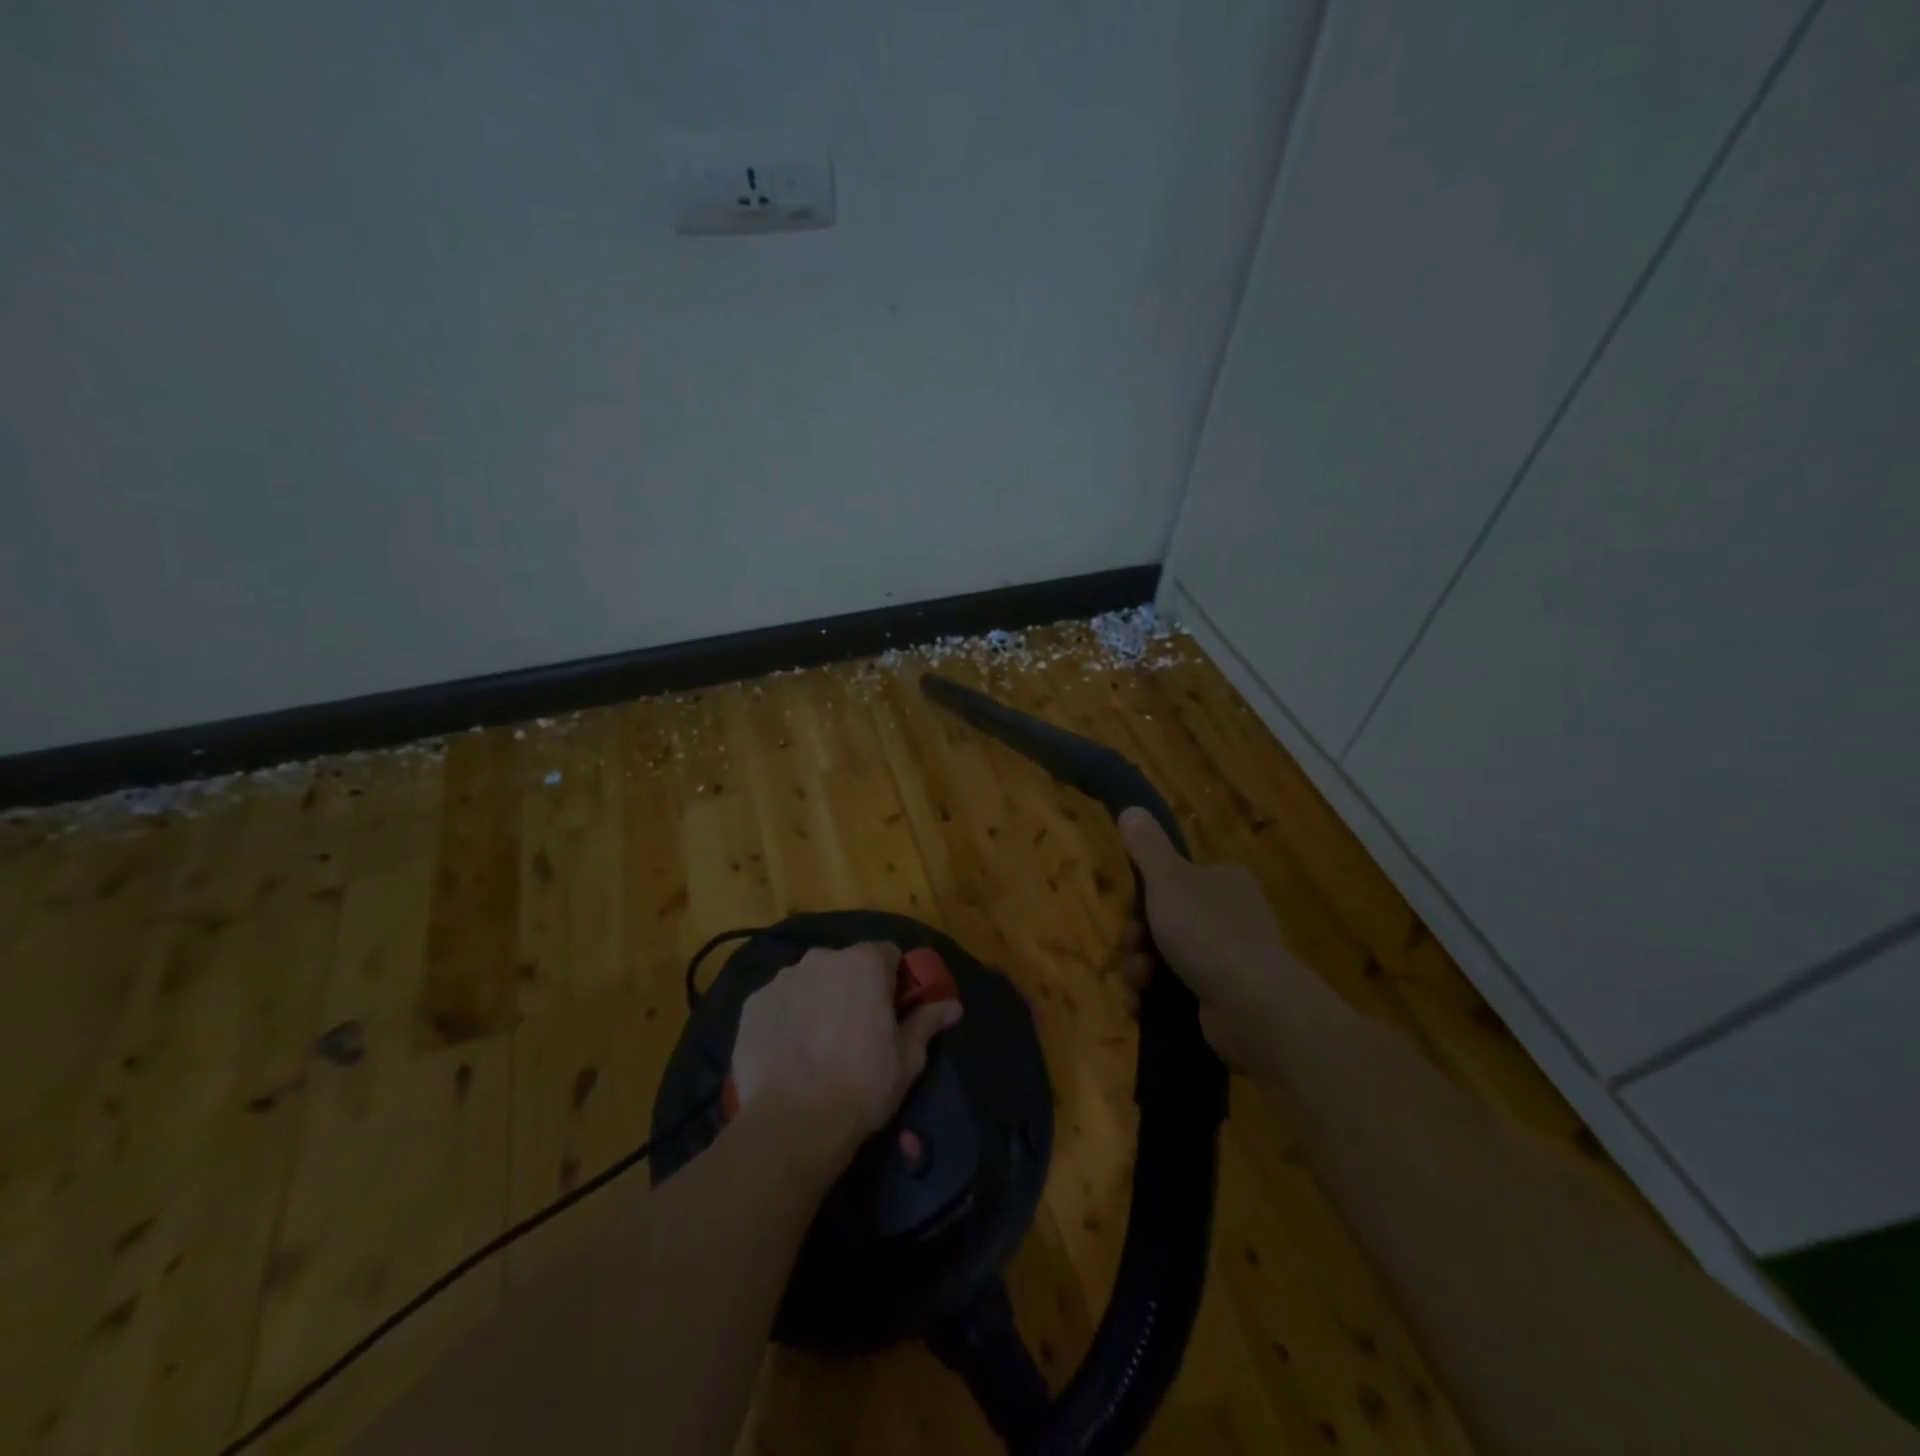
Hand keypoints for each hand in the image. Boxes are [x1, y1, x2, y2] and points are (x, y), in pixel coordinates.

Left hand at [730, 943, 962, 1159]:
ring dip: (818, 1000)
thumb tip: (953, 1004)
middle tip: (855, 1031)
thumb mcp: (907, 1058)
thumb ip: (927, 1021)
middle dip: (853, 988)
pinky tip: (789, 1052)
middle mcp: (822, 958)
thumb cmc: (861, 1086)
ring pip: (810, 982)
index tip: (891, 1010)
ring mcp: (783, 979)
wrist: (792, 1124)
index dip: (893, 981)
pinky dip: (787, 1017)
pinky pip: (780, 1002)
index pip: (888, 954)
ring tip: (818, 1045)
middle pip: (846, 965)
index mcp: (865, 963)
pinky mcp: (753, 1003)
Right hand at [1110, 807, 1306, 1079]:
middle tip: (1128, 947)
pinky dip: (1154, 997)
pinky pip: (1175, 991)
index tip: (1123, 908)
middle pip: (1164, 918)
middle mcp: (1230, 915)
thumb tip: (1131, 809)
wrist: (1254, 1007)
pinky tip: (1140, 1004)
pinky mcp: (1223, 998)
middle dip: (1137, 937)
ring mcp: (1230, 959)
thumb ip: (1146, 845)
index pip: (1174, 877)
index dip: (1142, 892)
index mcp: (1223, 880)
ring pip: (1165, 956)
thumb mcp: (1169, 879)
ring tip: (1137, 982)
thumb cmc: (1208, 932)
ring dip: (1140, 968)